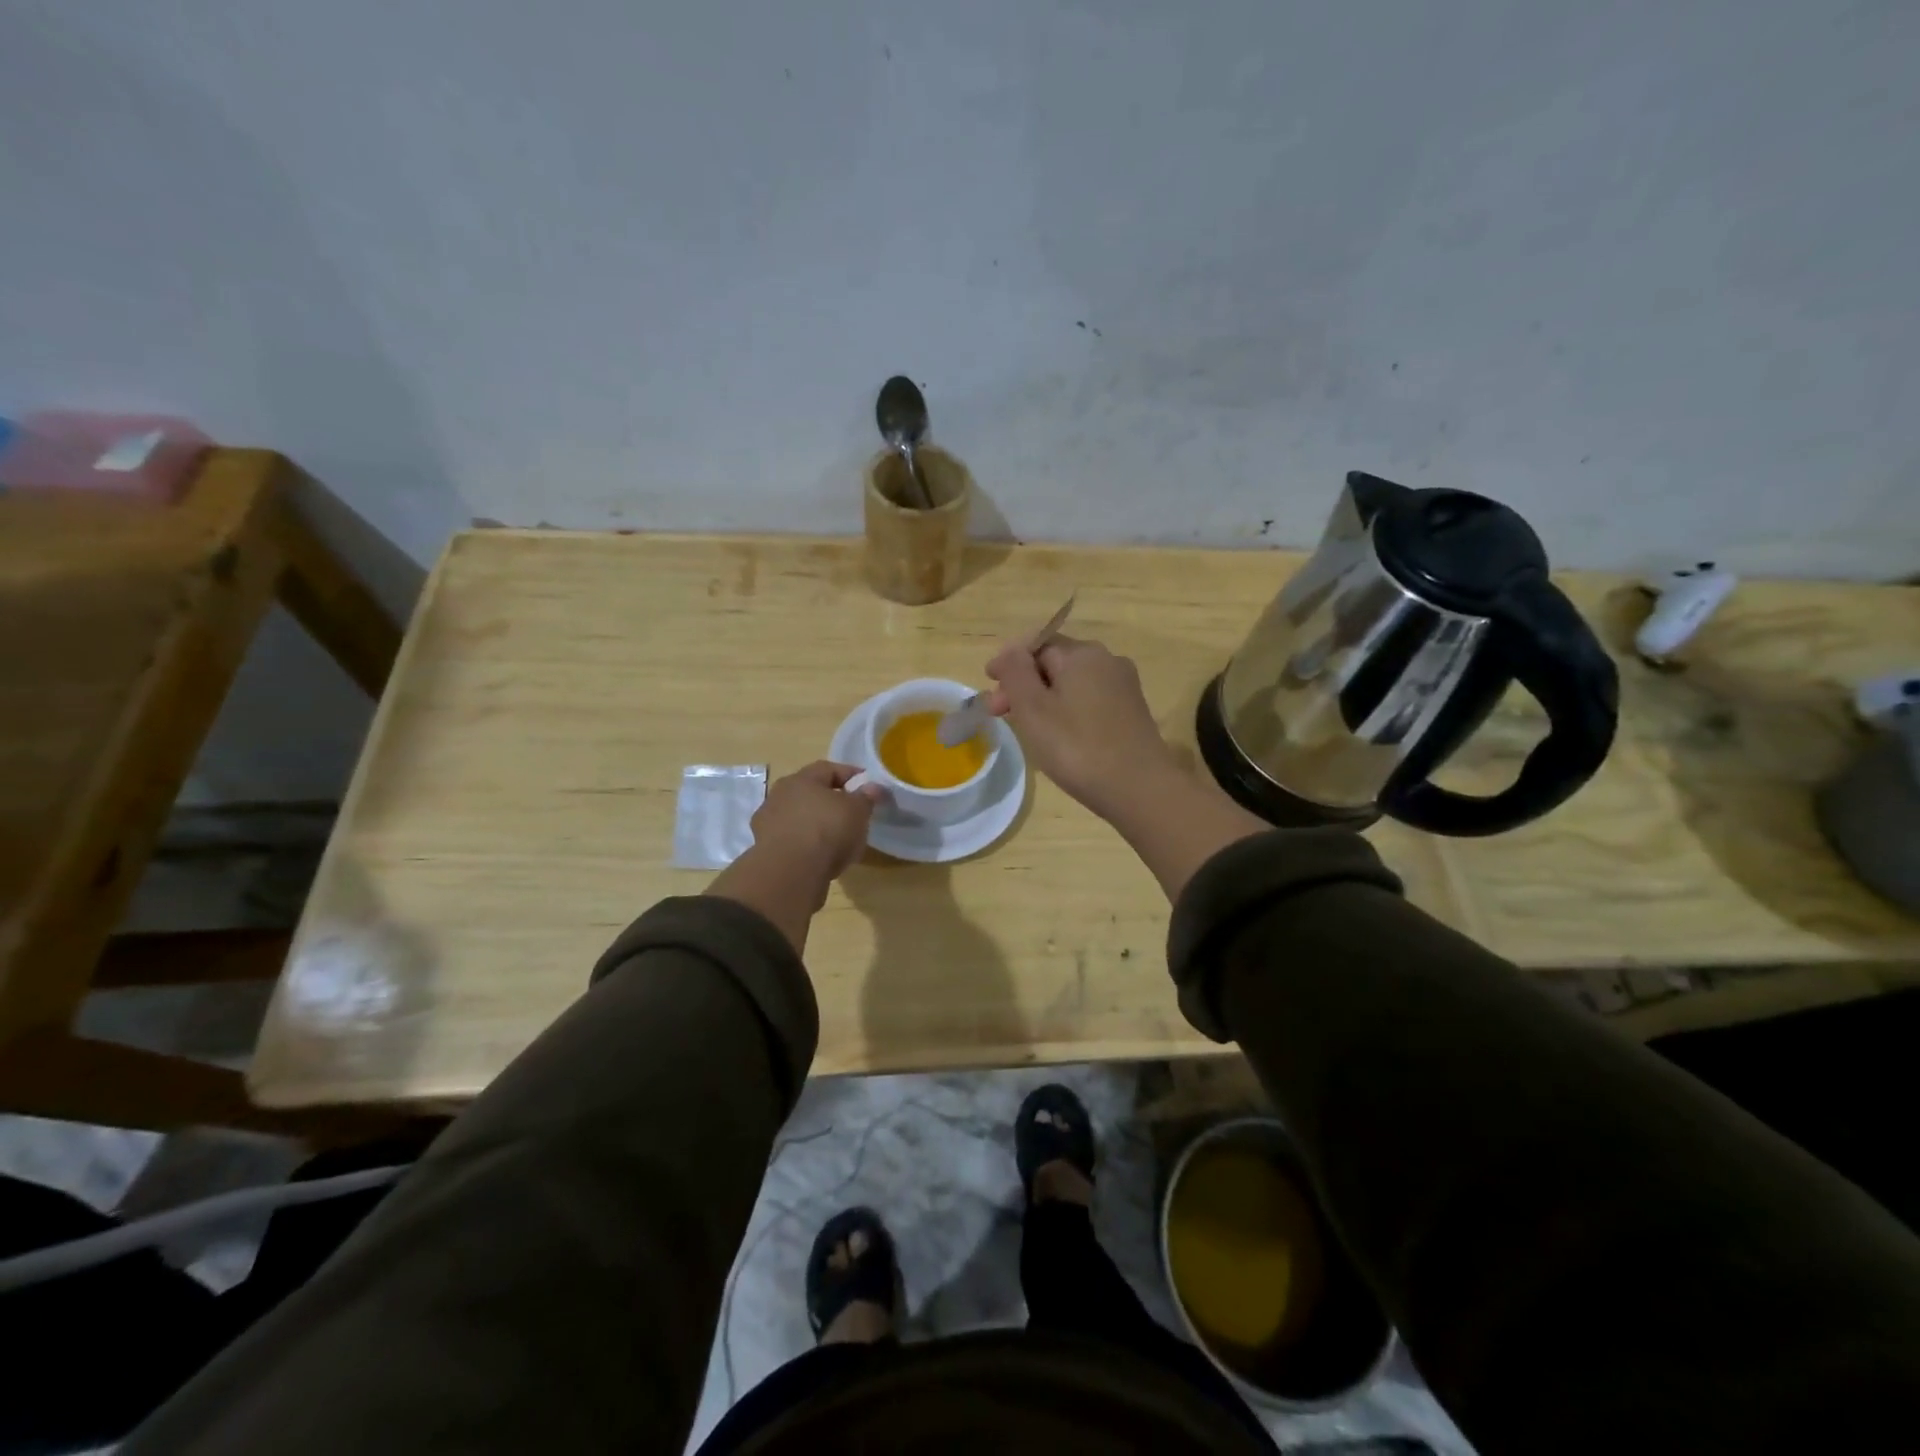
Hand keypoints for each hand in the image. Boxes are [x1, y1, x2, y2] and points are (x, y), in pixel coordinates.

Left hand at [750, 761, 883, 884]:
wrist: (790, 873)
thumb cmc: (827, 830)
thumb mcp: (857, 811)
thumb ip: (866, 797)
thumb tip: (873, 787)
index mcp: (801, 779)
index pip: (829, 769)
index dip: (850, 775)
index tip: (868, 786)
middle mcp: (779, 795)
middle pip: (810, 793)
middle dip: (831, 801)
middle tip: (852, 813)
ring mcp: (768, 823)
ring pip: (799, 818)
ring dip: (816, 824)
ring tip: (837, 840)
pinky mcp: (765, 850)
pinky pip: (793, 841)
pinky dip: (806, 845)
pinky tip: (820, 857)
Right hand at [985, 635, 1180, 817]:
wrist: (1140, 789)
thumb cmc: (1077, 746)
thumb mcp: (1033, 708)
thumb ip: (1015, 672)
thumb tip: (1010, 651)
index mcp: (1083, 653)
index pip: (1036, 644)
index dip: (1009, 662)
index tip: (989, 684)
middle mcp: (1107, 661)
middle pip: (1054, 663)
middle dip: (1024, 683)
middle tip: (999, 713)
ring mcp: (1124, 687)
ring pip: (1072, 683)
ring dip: (1044, 698)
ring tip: (1026, 726)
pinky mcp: (1132, 712)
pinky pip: (1089, 700)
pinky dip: (1067, 710)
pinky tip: (1059, 735)